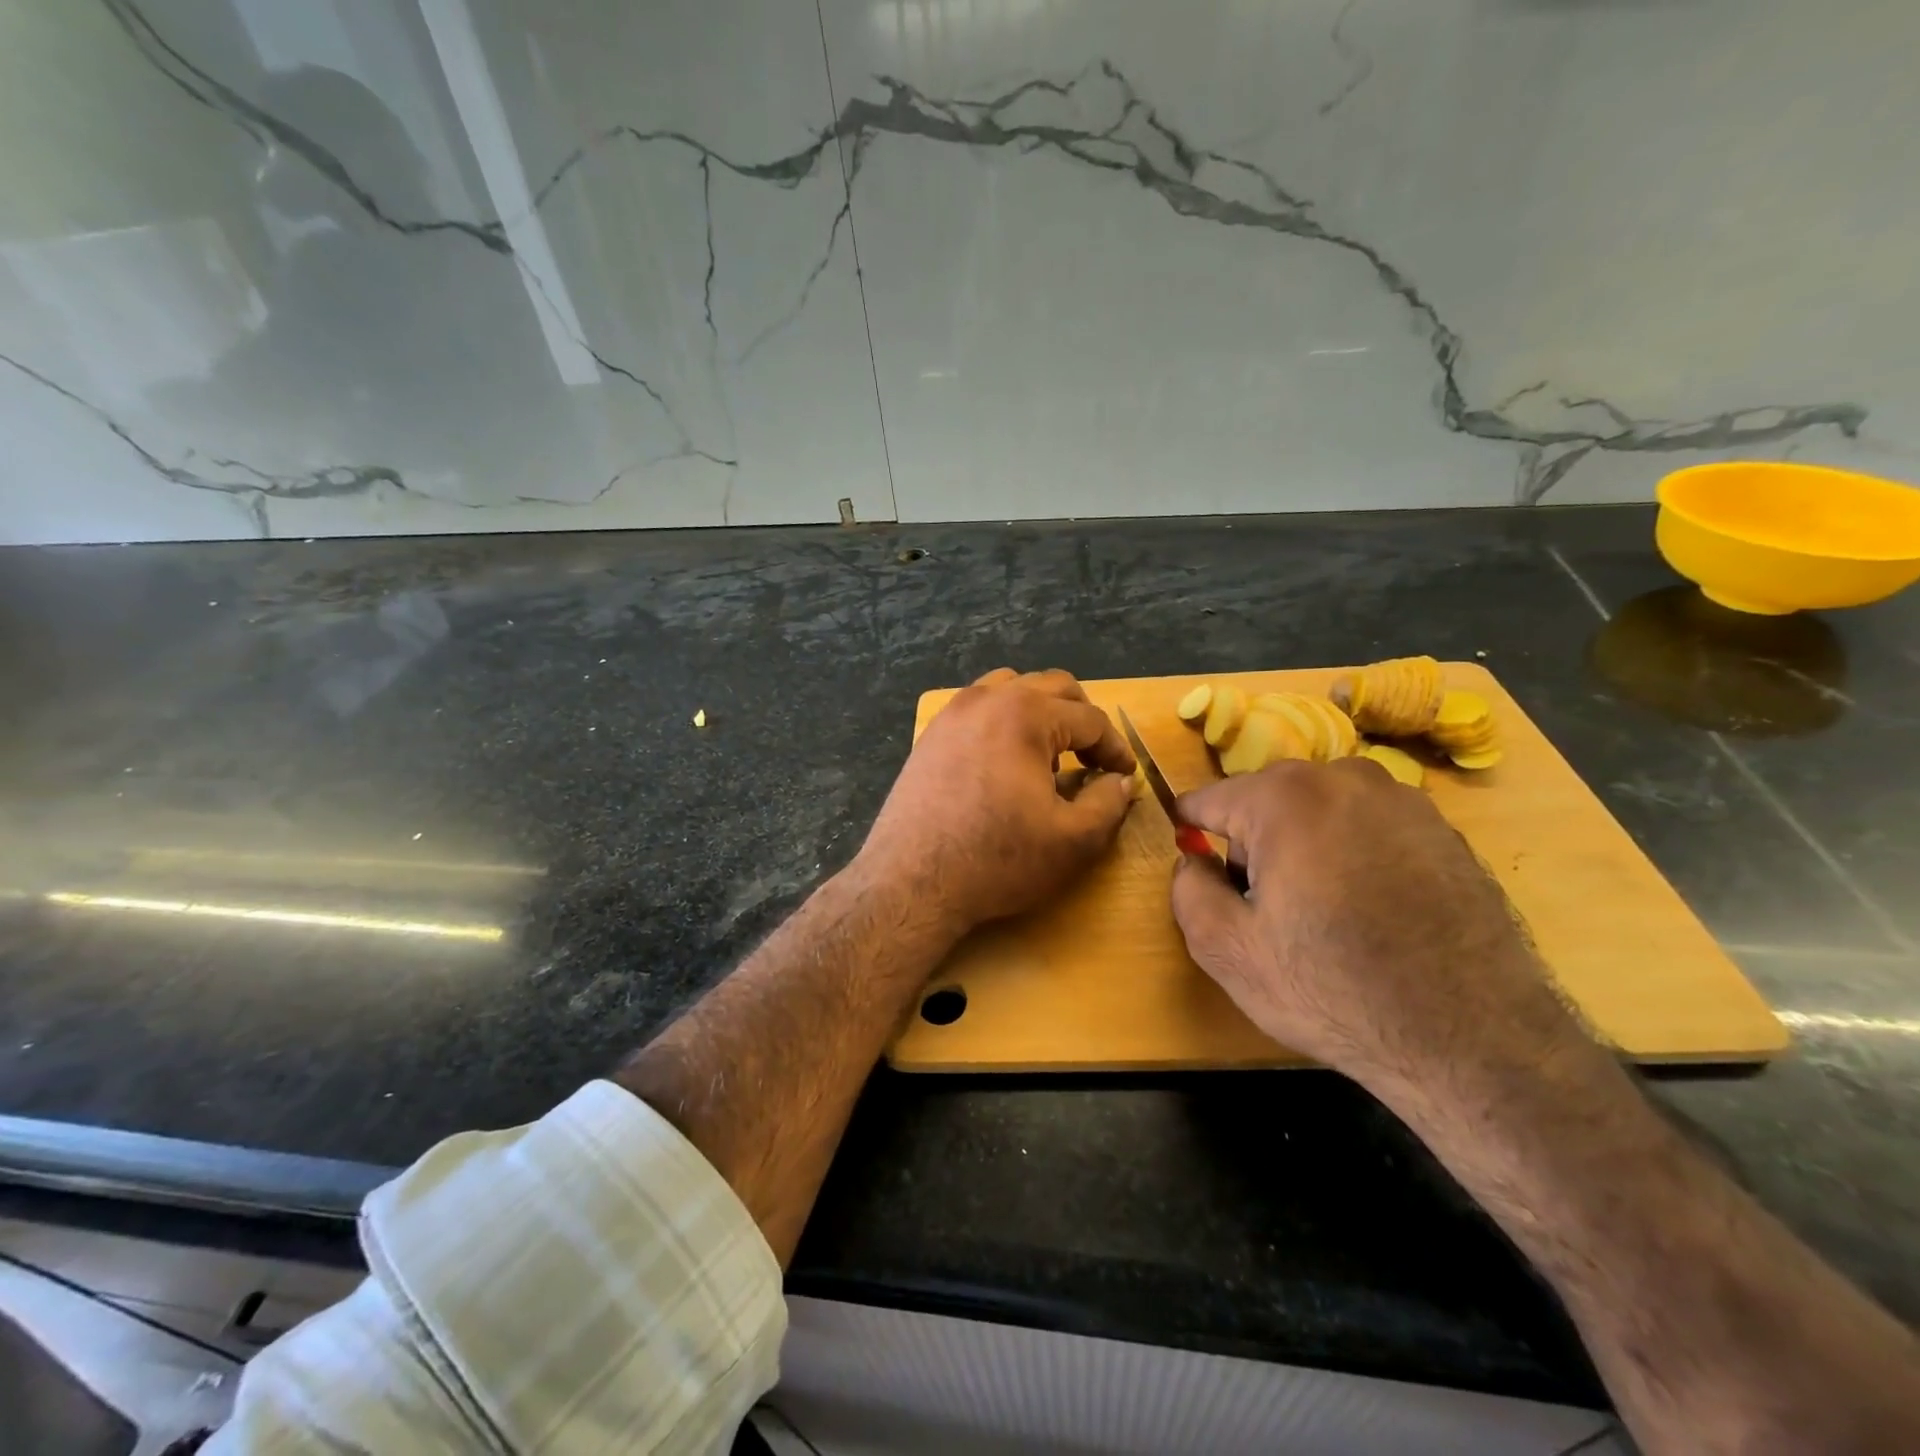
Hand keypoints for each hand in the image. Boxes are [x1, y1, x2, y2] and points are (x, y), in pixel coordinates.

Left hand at [858, 668, 1137, 933]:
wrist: (913, 881)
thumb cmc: (997, 859)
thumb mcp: (1073, 840)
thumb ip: (1109, 802)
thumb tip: (1120, 780)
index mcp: (1026, 713)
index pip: (1090, 718)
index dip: (1116, 747)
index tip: (1125, 775)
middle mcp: (987, 698)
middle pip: (1052, 688)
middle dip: (1082, 719)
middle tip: (1094, 759)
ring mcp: (953, 713)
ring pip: (1011, 688)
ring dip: (1041, 711)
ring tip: (1050, 754)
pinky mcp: (931, 735)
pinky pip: (979, 708)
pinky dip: (1004, 721)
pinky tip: (1006, 762)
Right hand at [1170, 758, 1580, 1091]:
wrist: (1473, 1039)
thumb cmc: (1332, 987)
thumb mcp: (1227, 950)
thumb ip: (1187, 890)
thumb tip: (1194, 861)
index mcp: (1284, 797)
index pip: (1210, 799)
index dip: (1190, 828)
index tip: (1189, 852)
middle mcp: (1345, 778)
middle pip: (1267, 800)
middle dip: (1252, 842)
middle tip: (1264, 905)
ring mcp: (1404, 800)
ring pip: (1321, 811)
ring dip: (1305, 845)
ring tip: (1323, 911)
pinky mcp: (1445, 831)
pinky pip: (1370, 828)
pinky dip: (1355, 855)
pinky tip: (1371, 911)